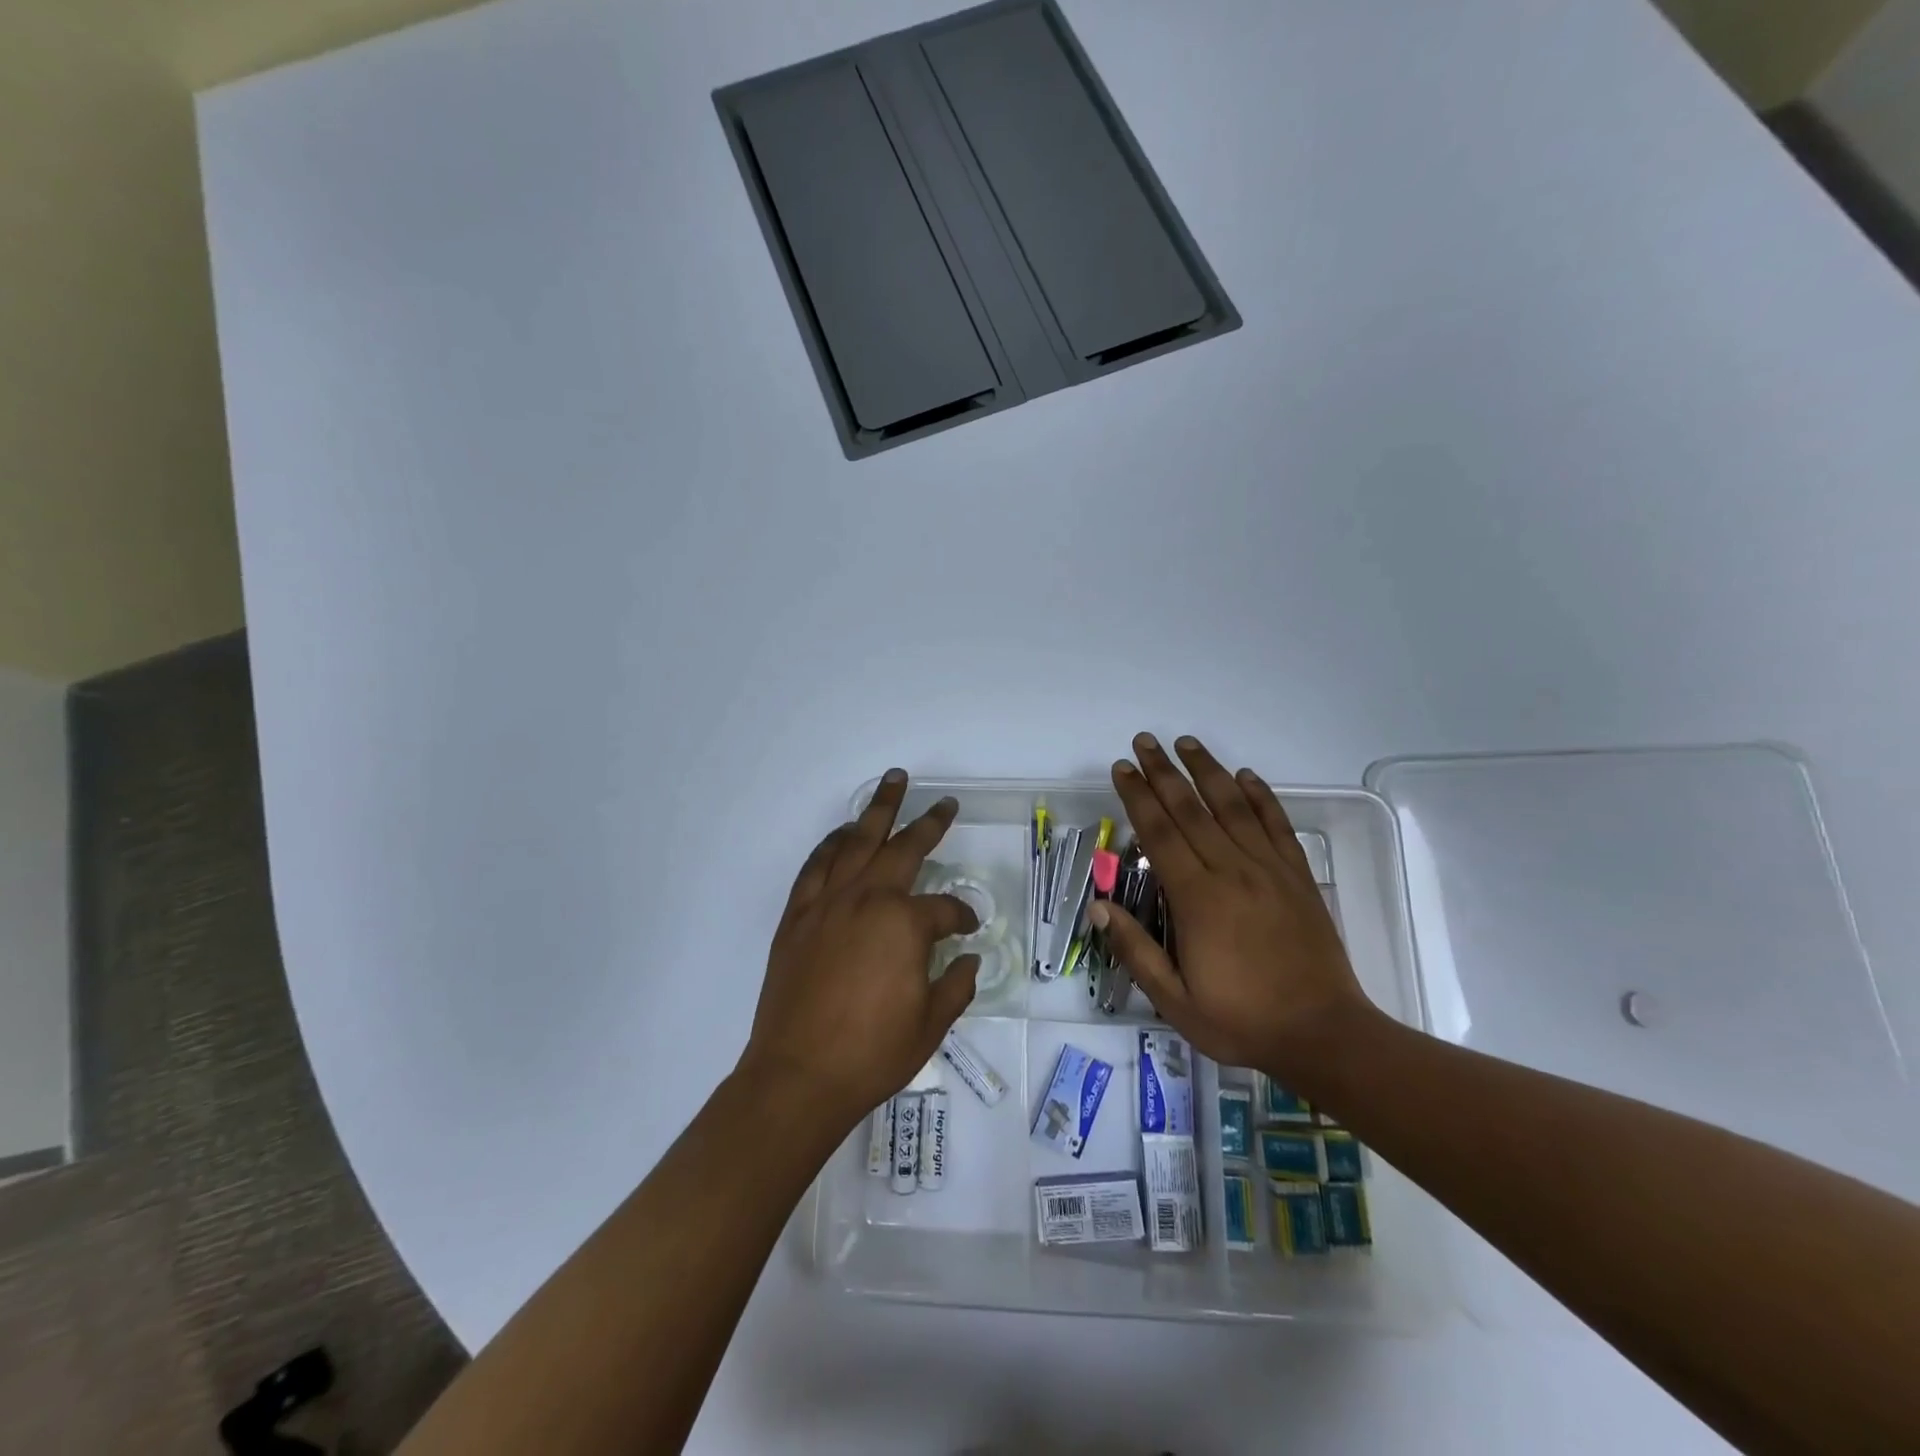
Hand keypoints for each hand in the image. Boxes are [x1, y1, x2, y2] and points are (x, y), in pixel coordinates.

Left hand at [741, 770, 980, 1131]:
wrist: (799, 1076)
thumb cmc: (872, 1053)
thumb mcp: (931, 1024)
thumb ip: (957, 985)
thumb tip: (969, 960)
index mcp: (905, 923)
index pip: (946, 908)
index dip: (962, 916)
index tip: (969, 927)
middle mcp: (867, 899)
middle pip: (903, 848)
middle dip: (928, 823)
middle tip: (944, 803)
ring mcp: (828, 903)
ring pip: (856, 842)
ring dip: (877, 811)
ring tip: (892, 784)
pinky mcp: (798, 916)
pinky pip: (816, 865)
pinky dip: (832, 844)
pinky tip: (843, 834)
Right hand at [1093, 733, 1378, 1072]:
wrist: (1323, 1034)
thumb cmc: (1241, 1021)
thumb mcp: (1174, 1001)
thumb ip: (1136, 950)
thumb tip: (1098, 906)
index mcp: (1198, 899)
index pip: (1160, 834)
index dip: (1138, 797)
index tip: (1122, 769)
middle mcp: (1232, 872)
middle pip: (1192, 809)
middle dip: (1164, 772)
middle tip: (1144, 741)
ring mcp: (1269, 870)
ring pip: (1233, 807)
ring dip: (1207, 771)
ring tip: (1186, 743)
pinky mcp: (1298, 877)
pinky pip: (1277, 825)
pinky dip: (1261, 796)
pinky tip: (1245, 776)